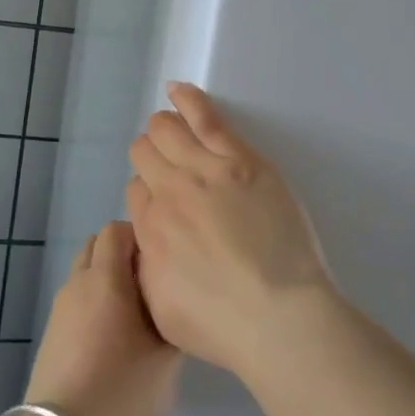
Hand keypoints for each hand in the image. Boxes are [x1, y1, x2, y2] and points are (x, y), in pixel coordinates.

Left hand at [25, 221, 180, 415]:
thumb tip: (173, 301)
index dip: (142, 236)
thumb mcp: (169, 357)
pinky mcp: (52, 335)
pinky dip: (95, 306)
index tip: (164, 261)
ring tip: (136, 314)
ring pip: (86, 275)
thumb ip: (174, 317)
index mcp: (106, 278)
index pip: (117, 229)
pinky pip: (78, 302)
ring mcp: (60, 310)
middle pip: (98, 246)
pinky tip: (114, 340)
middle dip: (124, 255)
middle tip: (153, 284)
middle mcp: (78, 284)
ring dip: (109, 282)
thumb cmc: (122, 390)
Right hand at [125, 83, 335, 381]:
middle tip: (171, 169)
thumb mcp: (161, 308)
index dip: (149, 195)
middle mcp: (169, 192)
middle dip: (151, 156)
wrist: (278, 315)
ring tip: (170, 127)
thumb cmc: (223, 326)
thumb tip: (146, 243)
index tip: (167, 205)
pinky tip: (178, 89)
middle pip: (145, 153)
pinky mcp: (241, 160)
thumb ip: (146, 267)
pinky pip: (206, 118)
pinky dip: (188, 99)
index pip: (135, 191)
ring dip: (164, 127)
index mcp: (148, 230)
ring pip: (167, 130)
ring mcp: (205, 171)